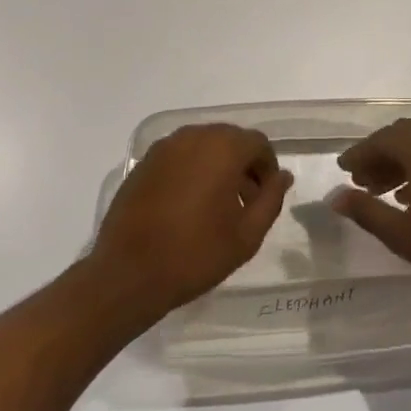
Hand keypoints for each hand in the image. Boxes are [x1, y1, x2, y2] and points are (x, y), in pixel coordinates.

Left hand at [89, 123, 291, 321]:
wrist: (128, 273)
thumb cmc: (195, 254)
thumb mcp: (247, 235)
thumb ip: (270, 200)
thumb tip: (282, 176)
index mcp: (223, 148)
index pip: (258, 143)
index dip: (267, 168)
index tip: (265, 197)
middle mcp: (194, 136)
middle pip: (230, 139)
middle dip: (243, 164)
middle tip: (245, 201)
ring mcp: (165, 147)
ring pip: (203, 145)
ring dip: (217, 165)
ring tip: (216, 204)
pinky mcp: (144, 162)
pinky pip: (179, 155)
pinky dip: (191, 169)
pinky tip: (187, 204)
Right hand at [330, 119, 410, 305]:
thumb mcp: (402, 234)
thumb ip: (365, 211)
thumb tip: (335, 197)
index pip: (381, 140)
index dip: (359, 154)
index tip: (343, 170)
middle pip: (403, 135)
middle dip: (380, 155)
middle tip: (362, 182)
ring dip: (402, 160)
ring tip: (385, 192)